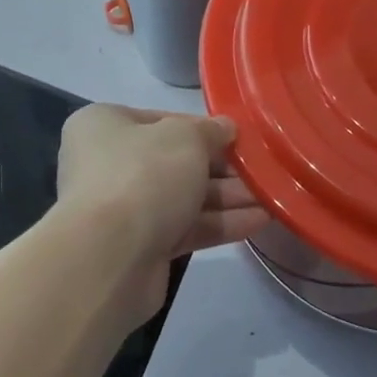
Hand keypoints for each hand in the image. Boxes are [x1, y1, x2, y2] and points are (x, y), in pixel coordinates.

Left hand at [54, 104, 269, 325]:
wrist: (109, 257)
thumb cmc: (144, 174)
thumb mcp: (186, 137)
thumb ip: (210, 131)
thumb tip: (226, 128)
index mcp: (105, 125)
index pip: (161, 120)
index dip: (202, 128)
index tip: (237, 136)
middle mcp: (108, 163)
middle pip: (174, 160)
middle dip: (221, 167)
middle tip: (261, 169)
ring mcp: (122, 208)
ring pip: (183, 197)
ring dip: (227, 196)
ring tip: (271, 195)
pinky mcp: (140, 247)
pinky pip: (185, 228)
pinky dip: (219, 223)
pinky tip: (259, 220)